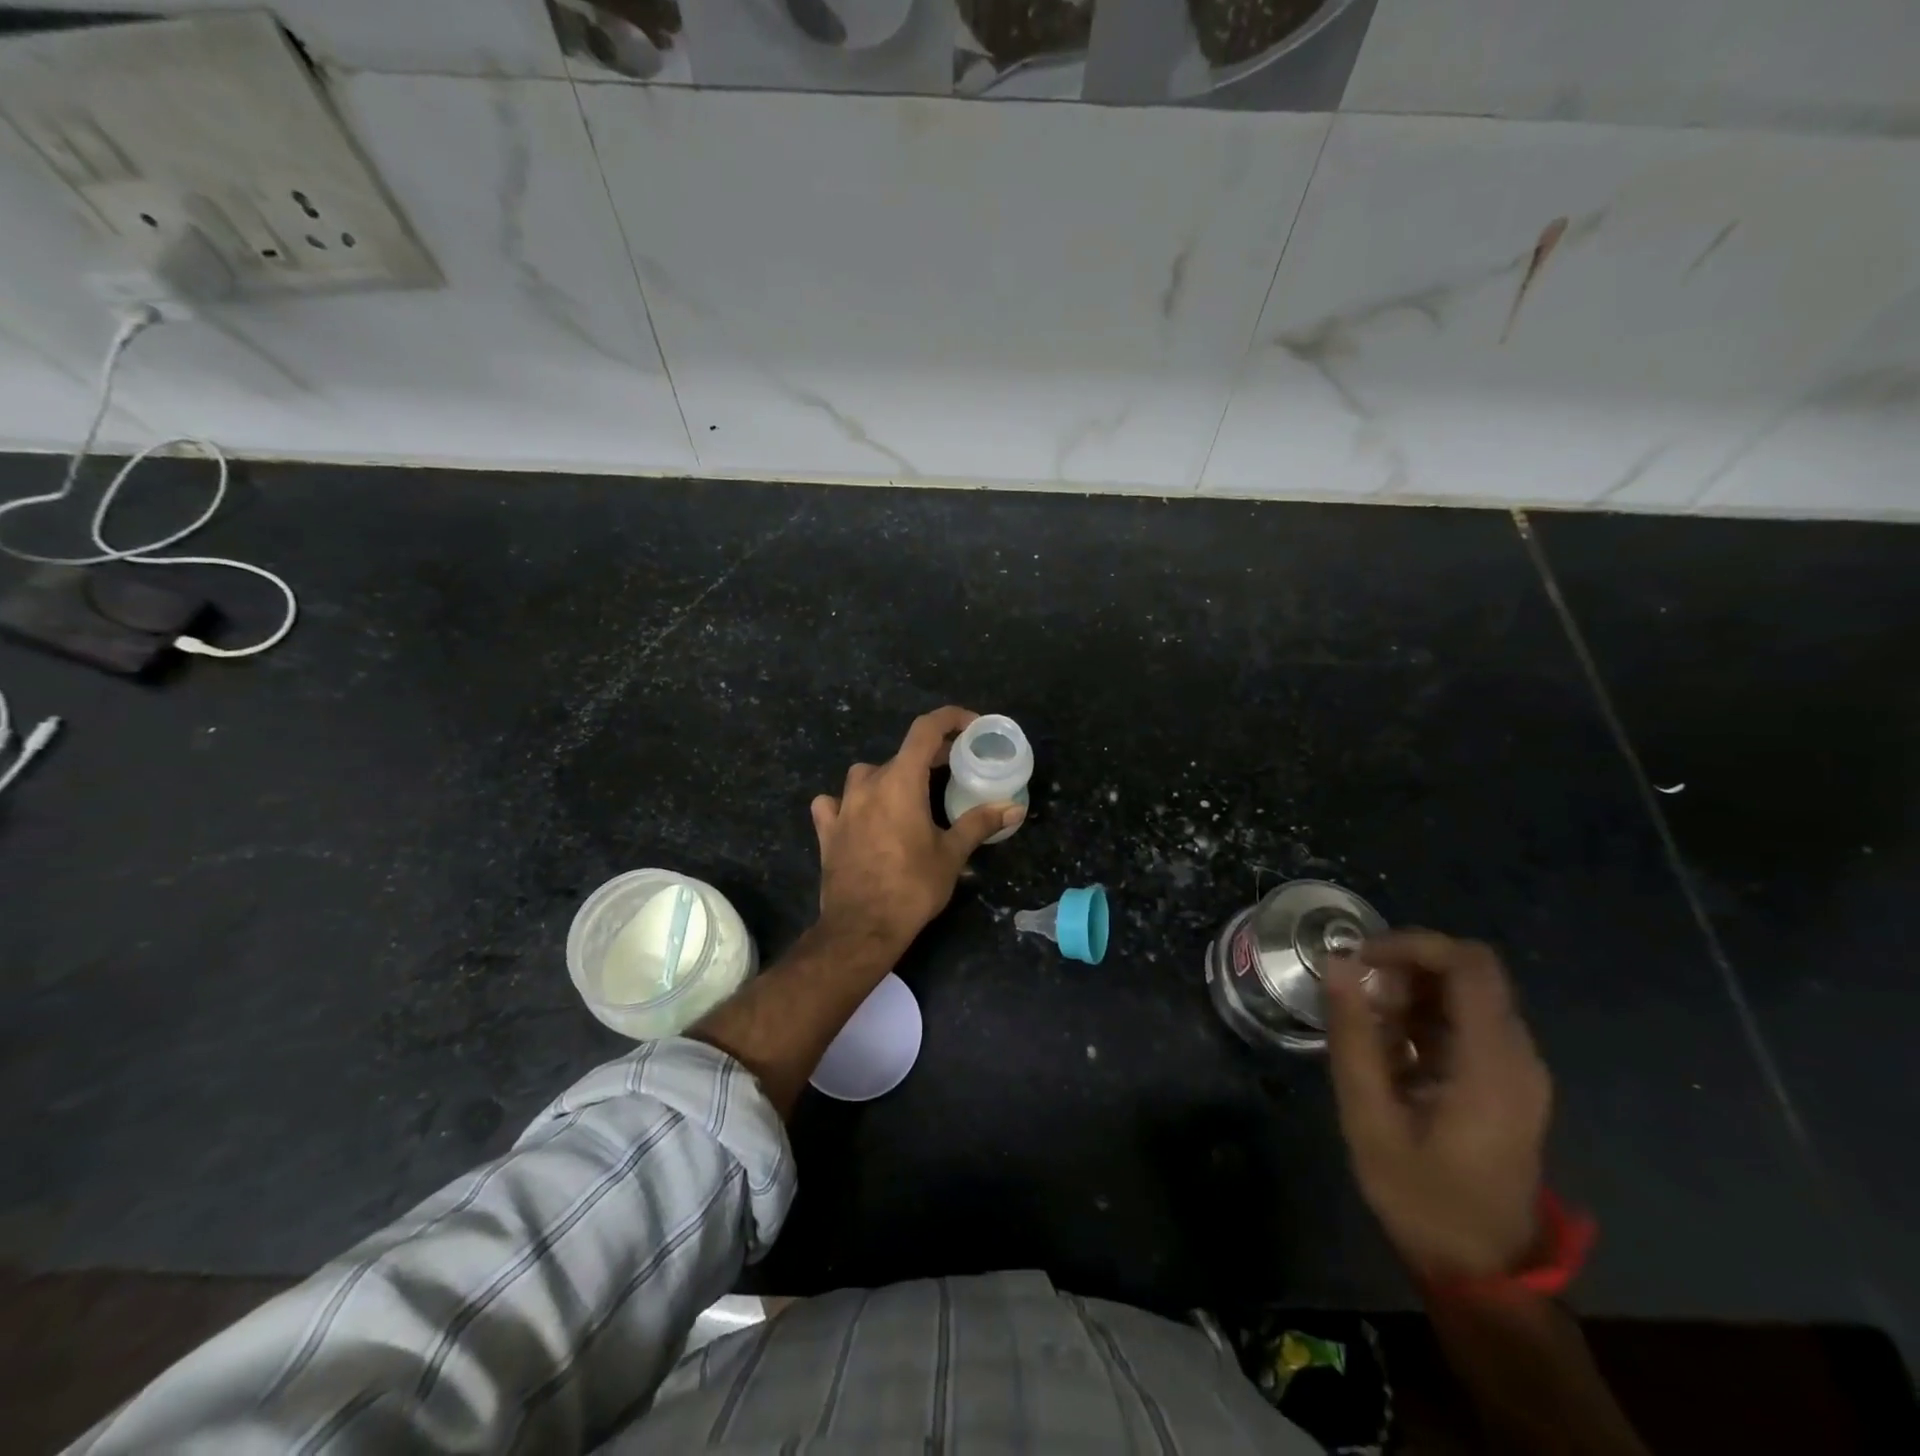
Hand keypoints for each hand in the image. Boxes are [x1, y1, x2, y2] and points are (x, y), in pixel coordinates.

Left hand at [810, 707, 1024, 952]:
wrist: (862, 927)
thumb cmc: (912, 886)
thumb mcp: (952, 854)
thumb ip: (980, 823)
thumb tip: (1014, 808)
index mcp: (901, 782)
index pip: (925, 730)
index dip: (950, 719)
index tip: (971, 726)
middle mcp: (868, 784)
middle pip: (901, 755)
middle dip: (929, 756)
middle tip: (953, 769)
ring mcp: (842, 806)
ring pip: (866, 775)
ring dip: (888, 777)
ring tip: (907, 795)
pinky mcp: (827, 830)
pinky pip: (833, 803)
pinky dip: (848, 803)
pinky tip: (858, 816)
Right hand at [1324, 931, 1551, 1282]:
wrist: (1483, 1274)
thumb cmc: (1422, 1197)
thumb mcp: (1370, 1117)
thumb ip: (1354, 1035)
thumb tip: (1340, 962)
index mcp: (1493, 1064)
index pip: (1469, 964)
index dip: (1412, 944)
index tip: (1360, 957)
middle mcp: (1519, 1057)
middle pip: (1469, 973)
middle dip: (1406, 968)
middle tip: (1358, 996)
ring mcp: (1519, 1071)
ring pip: (1466, 995)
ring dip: (1411, 994)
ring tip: (1367, 1028)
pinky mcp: (1509, 1082)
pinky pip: (1466, 1024)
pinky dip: (1423, 1019)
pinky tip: (1390, 1052)